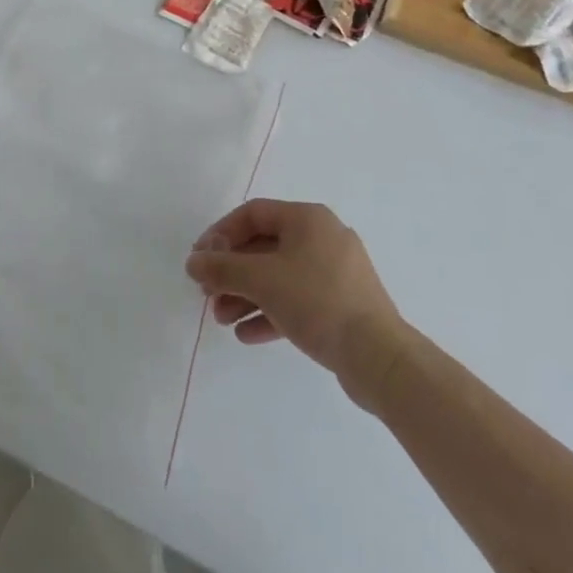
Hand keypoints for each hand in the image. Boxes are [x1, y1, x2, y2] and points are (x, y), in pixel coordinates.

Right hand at [185, 199, 401, 380]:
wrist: (379, 358)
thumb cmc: (317, 301)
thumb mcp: (261, 279)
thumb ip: (222, 268)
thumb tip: (193, 263)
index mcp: (308, 218)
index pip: (252, 214)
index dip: (220, 234)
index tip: (200, 259)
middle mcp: (323, 238)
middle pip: (264, 247)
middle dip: (232, 272)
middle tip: (208, 294)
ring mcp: (335, 273)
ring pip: (279, 277)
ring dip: (246, 295)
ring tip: (221, 319)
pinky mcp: (342, 306)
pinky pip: (297, 301)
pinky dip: (270, 313)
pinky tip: (246, 334)